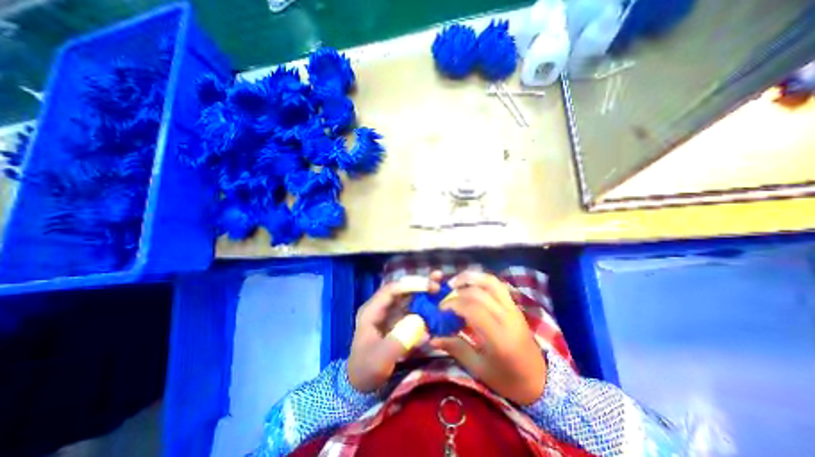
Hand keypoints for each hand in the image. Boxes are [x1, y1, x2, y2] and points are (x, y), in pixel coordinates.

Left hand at [347, 272, 443, 392]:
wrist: (362, 384)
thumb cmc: (368, 369)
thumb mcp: (380, 359)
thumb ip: (398, 341)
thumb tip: (420, 322)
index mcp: (371, 310)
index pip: (391, 290)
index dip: (410, 285)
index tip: (429, 287)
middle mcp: (381, 307)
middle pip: (401, 289)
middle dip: (419, 284)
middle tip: (437, 283)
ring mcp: (389, 313)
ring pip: (408, 297)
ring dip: (424, 292)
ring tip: (440, 287)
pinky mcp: (398, 321)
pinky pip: (412, 309)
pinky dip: (424, 306)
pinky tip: (436, 304)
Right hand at [429, 271, 542, 403]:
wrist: (540, 380)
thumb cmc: (507, 379)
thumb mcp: (479, 368)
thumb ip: (456, 348)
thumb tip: (432, 338)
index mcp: (499, 337)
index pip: (472, 309)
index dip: (453, 304)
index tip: (440, 309)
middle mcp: (507, 317)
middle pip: (479, 293)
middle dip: (458, 291)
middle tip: (445, 297)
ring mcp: (513, 308)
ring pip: (491, 282)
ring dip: (471, 277)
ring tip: (455, 282)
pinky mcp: (515, 305)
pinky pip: (498, 285)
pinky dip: (482, 279)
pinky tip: (471, 284)